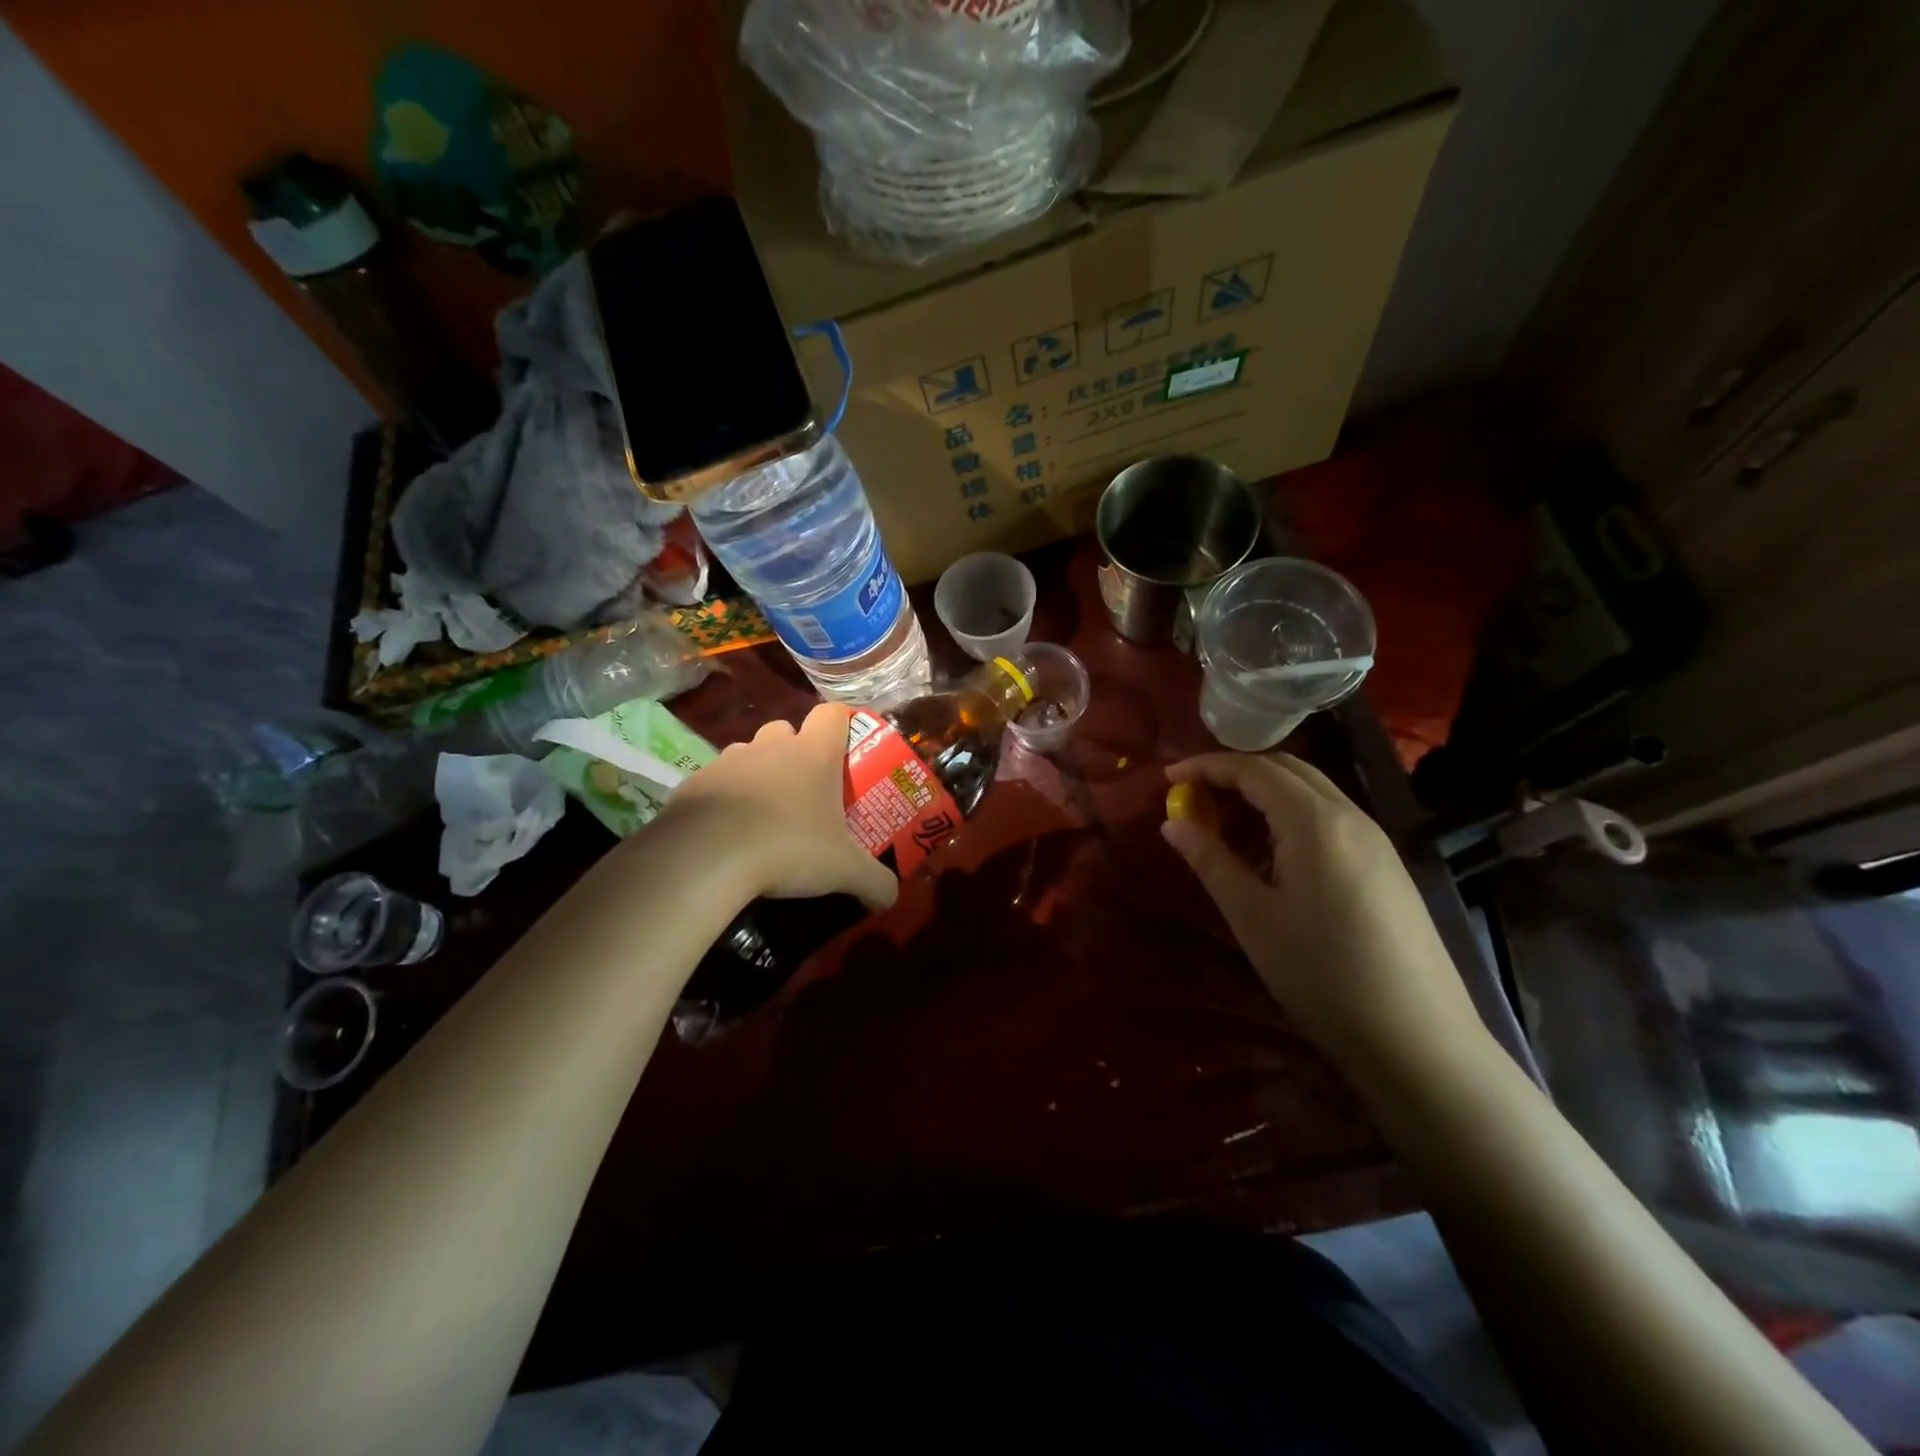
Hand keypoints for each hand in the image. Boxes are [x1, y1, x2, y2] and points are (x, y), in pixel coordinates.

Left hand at [664, 704, 898, 911]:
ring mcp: (727, 761)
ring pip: (749, 754)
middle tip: (807, 789)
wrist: (704, 858)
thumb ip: (875, 882)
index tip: (849, 747)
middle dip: (796, 751)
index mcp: (813, 754)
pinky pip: (716, 783)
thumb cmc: (787, 848)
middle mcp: (770, 746)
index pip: (833, 713)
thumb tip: (892, 898)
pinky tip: (729, 834)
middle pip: (786, 728)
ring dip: (759, 774)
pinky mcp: (693, 783)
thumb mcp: (844, 871)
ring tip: (766, 815)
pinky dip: (725, 800)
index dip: (844, 723)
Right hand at [1162, 752, 1483, 1072]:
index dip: (1206, 766)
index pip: (1254, 769)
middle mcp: (1350, 816)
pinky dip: (1290, 816)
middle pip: (1287, 769)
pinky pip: (1329, 818)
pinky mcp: (1386, 866)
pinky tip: (1272, 854)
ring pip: (1311, 792)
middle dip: (1235, 773)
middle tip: (1193, 795)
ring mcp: (1375, 840)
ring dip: (1264, 793)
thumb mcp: (1252, 917)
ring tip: (1224, 823)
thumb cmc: (1321, 974)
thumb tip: (1172, 824)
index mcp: (1315, 822)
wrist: (1418, 1040)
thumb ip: (1210, 861)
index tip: (1166, 777)